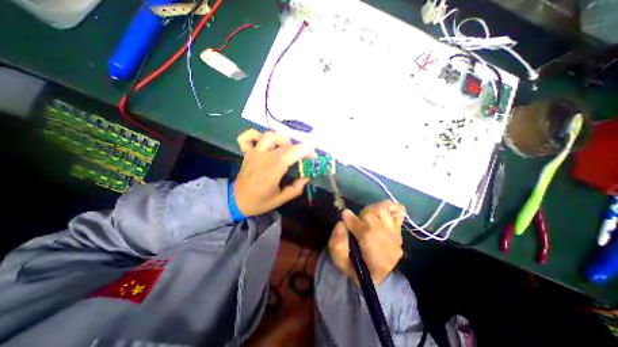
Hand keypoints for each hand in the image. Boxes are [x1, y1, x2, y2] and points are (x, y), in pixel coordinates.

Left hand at [234, 130, 315, 216]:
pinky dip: (257, 135)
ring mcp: (253, 153)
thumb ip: (296, 188)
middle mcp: (263, 158)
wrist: (236, 201)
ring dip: (282, 140)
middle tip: (304, 156)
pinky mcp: (248, 153)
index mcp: (271, 171)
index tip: (313, 156)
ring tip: (288, 149)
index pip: (291, 153)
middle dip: (299, 148)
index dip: (305, 151)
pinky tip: (265, 142)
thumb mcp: (280, 200)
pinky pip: (249, 137)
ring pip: (270, 136)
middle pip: (284, 144)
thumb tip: (307, 177)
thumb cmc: (259, 201)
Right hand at [329, 200, 406, 284]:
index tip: (344, 215)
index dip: (351, 219)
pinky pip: (398, 212)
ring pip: (383, 210)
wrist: (375, 276)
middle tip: (356, 222)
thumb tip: (341, 223)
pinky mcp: (399, 232)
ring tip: (367, 218)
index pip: (364, 229)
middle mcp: (388, 242)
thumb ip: (337, 243)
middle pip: (373, 216)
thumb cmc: (355, 269)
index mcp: (373, 255)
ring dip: (372, 211)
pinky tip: (381, 213)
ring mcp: (396, 237)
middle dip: (361, 216)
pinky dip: (390, 207)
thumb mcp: (340, 261)